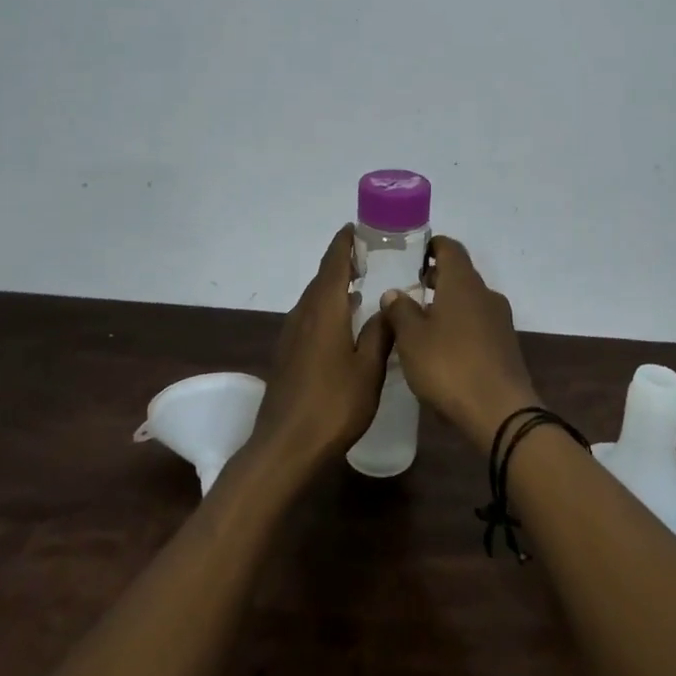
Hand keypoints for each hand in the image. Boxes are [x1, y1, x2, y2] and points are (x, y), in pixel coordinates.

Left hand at [248, 226, 390, 471]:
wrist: (285, 447)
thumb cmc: (333, 405)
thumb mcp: (369, 369)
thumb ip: (380, 333)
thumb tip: (390, 304)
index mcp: (324, 309)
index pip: (333, 263)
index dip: (344, 243)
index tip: (358, 227)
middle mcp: (303, 314)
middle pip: (322, 278)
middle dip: (343, 263)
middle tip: (372, 257)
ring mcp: (291, 335)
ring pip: (315, 299)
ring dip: (334, 287)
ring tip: (362, 286)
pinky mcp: (287, 355)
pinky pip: (310, 318)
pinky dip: (327, 308)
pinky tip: (344, 324)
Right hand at [377, 236, 538, 452]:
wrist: (501, 412)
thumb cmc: (450, 366)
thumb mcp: (412, 339)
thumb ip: (400, 311)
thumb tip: (394, 292)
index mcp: (463, 283)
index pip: (450, 248)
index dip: (432, 246)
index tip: (413, 254)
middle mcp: (485, 294)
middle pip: (460, 274)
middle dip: (436, 278)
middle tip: (409, 290)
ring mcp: (500, 320)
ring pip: (469, 301)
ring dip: (447, 305)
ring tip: (420, 323)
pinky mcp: (506, 346)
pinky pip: (478, 324)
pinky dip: (460, 326)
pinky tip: (442, 349)